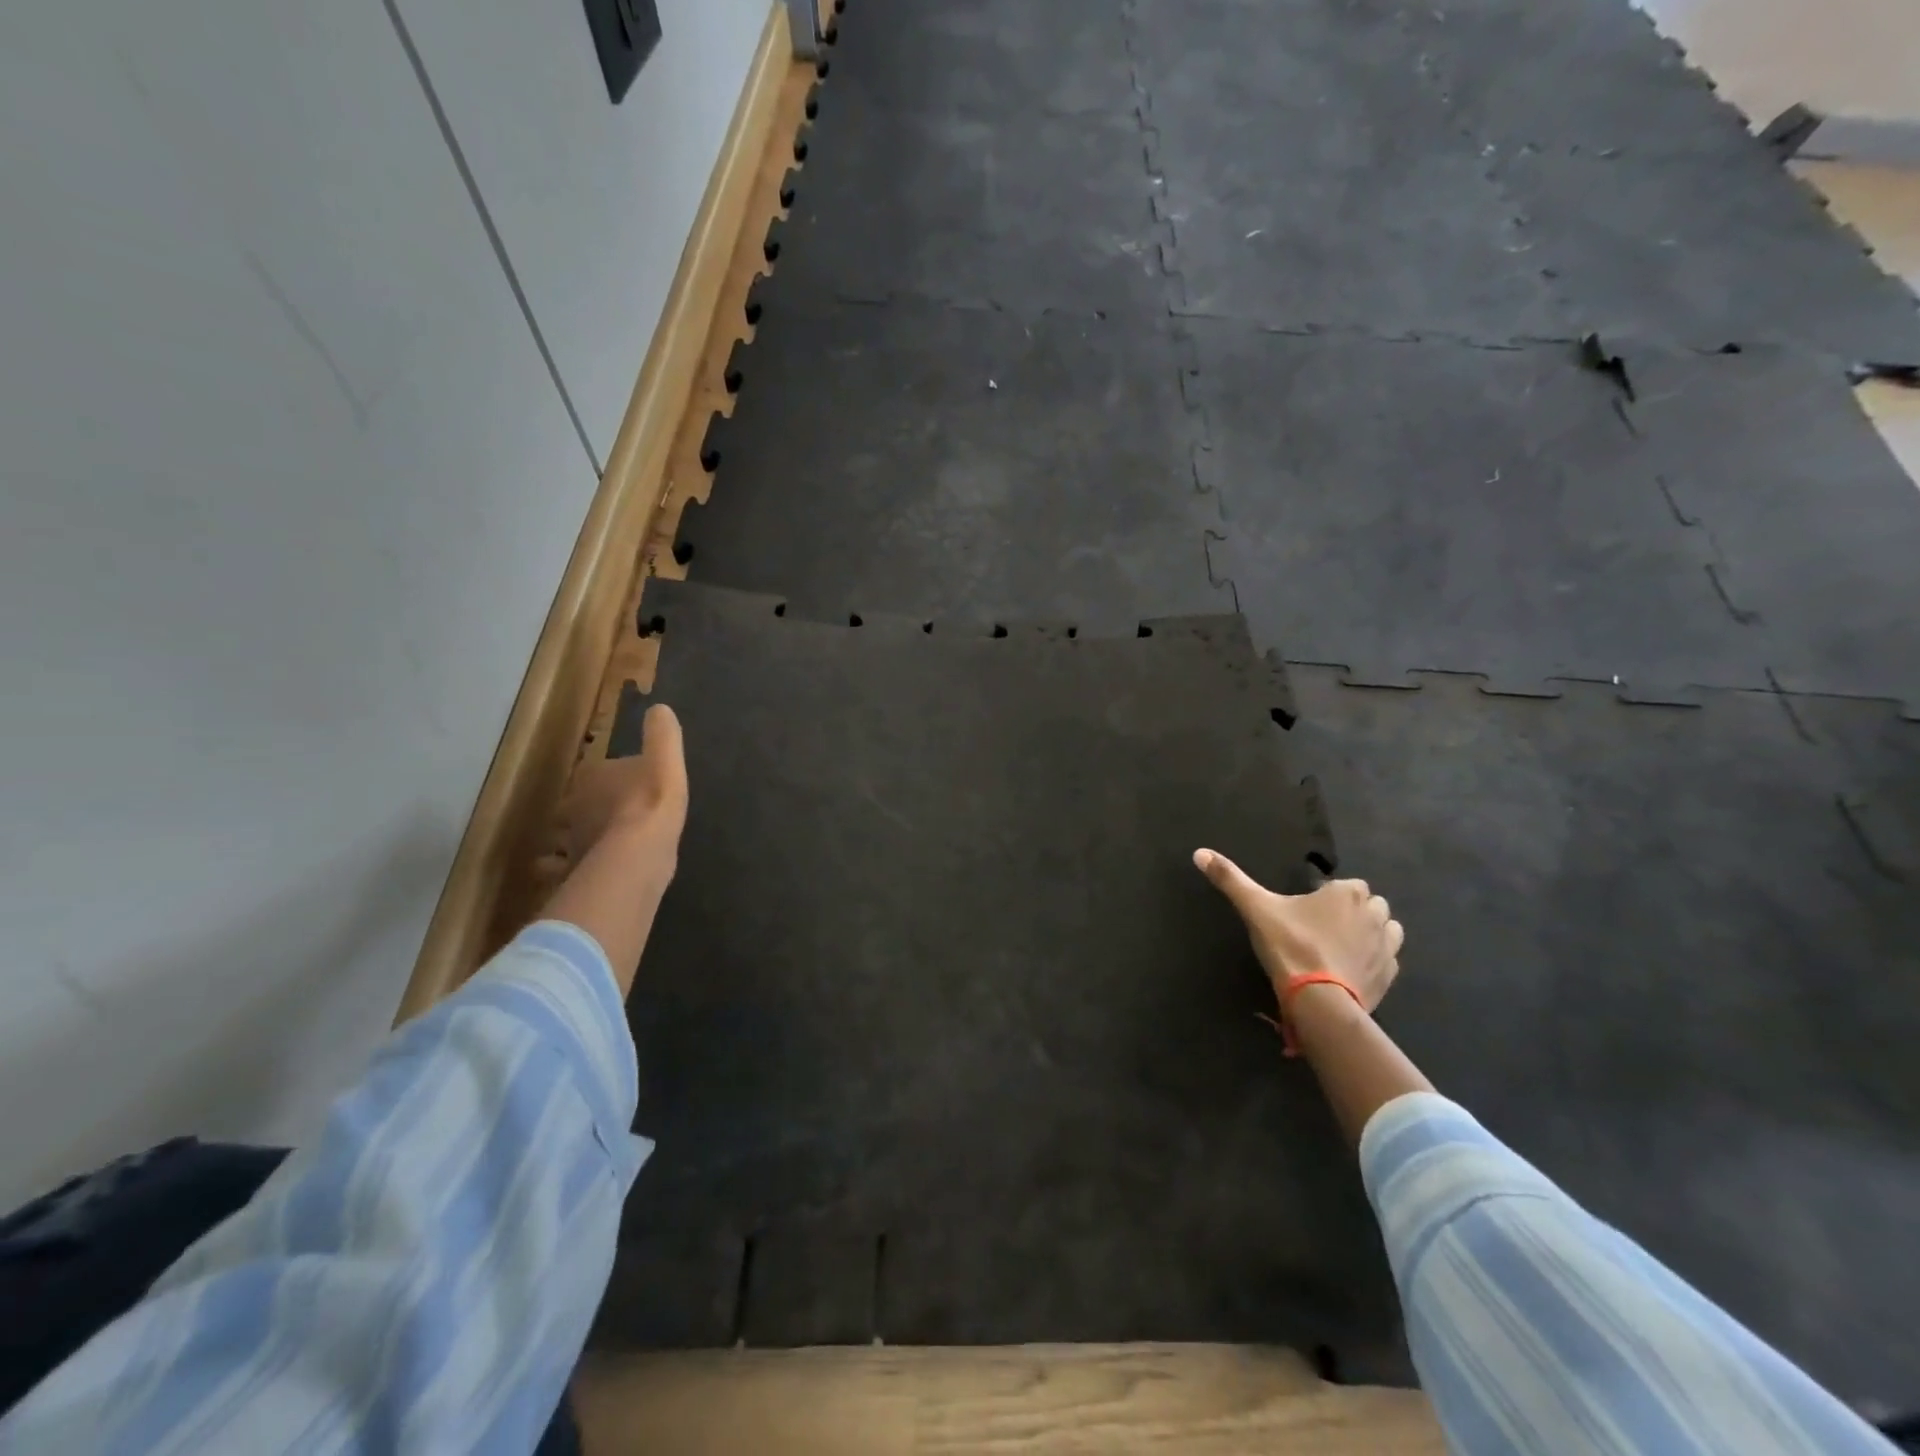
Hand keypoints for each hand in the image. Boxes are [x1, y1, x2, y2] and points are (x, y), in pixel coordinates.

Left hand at [560, 704, 688, 871]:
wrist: (641, 852)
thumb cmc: (652, 801)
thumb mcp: (666, 760)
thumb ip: (663, 735)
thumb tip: (660, 708)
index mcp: (593, 776)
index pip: (596, 772)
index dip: (607, 778)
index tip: (621, 785)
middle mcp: (575, 805)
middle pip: (578, 804)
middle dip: (586, 809)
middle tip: (606, 816)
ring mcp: (572, 840)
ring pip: (568, 836)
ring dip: (575, 840)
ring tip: (594, 846)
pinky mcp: (576, 870)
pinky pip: (566, 870)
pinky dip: (568, 871)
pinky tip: (585, 872)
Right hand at [1193, 850, 1403, 1011]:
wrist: (1319, 1000)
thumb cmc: (1290, 945)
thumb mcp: (1255, 908)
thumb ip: (1230, 879)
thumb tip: (1199, 853)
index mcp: (1347, 893)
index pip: (1347, 884)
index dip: (1328, 896)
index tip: (1307, 912)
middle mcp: (1374, 913)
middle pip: (1369, 904)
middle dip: (1353, 912)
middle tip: (1321, 929)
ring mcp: (1387, 946)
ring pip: (1387, 929)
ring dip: (1371, 932)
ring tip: (1341, 946)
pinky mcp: (1390, 975)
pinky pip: (1388, 959)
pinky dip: (1375, 960)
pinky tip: (1352, 968)